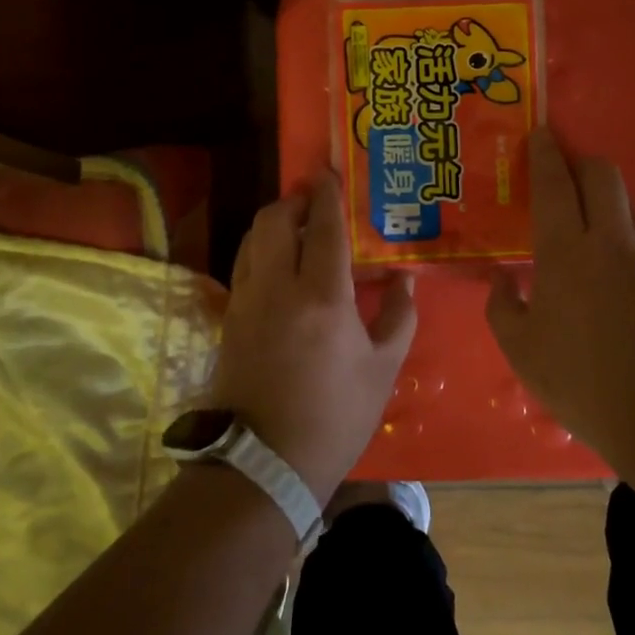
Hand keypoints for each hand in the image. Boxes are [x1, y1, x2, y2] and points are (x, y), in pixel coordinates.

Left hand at [213, 170, 417, 498]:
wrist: (264, 462)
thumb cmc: (334, 416)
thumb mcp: (382, 370)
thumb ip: (398, 318)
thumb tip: (404, 281)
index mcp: (324, 297)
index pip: (325, 227)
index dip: (328, 195)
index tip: (330, 172)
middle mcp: (280, 287)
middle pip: (276, 219)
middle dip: (294, 198)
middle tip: (315, 197)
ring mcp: (248, 300)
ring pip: (253, 238)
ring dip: (274, 221)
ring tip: (297, 223)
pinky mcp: (230, 317)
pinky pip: (244, 264)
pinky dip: (260, 248)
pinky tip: (278, 261)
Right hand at [485, 127, 634, 458]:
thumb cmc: (582, 380)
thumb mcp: (522, 351)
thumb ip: (502, 307)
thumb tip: (500, 279)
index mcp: (566, 252)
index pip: (554, 185)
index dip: (545, 154)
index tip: (539, 132)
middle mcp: (609, 241)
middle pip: (603, 174)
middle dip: (581, 161)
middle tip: (558, 172)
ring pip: (626, 200)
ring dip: (603, 193)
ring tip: (581, 212)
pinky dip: (619, 227)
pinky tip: (605, 258)